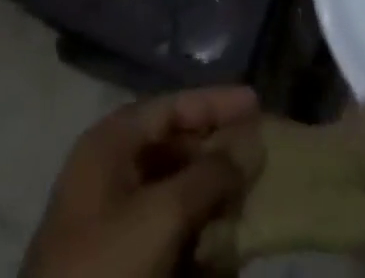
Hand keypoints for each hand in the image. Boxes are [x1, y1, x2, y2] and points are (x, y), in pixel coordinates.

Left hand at [22, 86, 260, 277]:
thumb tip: (249, 147)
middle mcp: (109, 169)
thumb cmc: (107, 263)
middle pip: (174, 146)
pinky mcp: (117, 260)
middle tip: (257, 160)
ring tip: (245, 208)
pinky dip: (193, 236)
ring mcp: (109, 218)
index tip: (257, 103)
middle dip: (216, 154)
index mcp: (111, 142)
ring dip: (209, 199)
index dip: (216, 102)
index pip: (172, 105)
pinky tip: (221, 253)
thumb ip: (210, 175)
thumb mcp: (164, 214)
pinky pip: (163, 233)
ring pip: (172, 191)